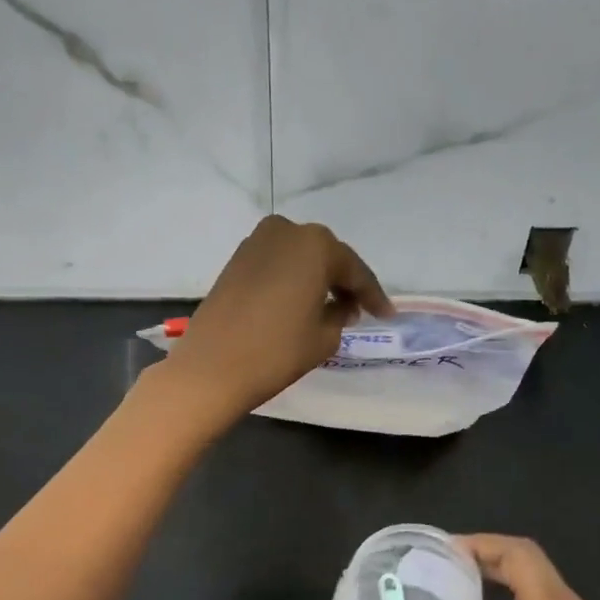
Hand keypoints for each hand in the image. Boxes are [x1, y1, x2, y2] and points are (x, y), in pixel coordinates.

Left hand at [161, 216, 392, 425]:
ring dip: (317, 278)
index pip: (354, 271)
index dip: (373, 296)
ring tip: (331, 308)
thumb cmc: (277, 351)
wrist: (212, 367)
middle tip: (359, 309)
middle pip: (326, 257)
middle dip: (344, 282)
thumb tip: (341, 306)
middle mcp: (287, 232)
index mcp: (316, 245)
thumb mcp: (325, 337)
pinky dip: (292, 279)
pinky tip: (300, 301)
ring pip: (300, 258)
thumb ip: (341, 314)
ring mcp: (256, 242)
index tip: (387, 315)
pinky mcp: (236, 259)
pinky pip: (277, 264)